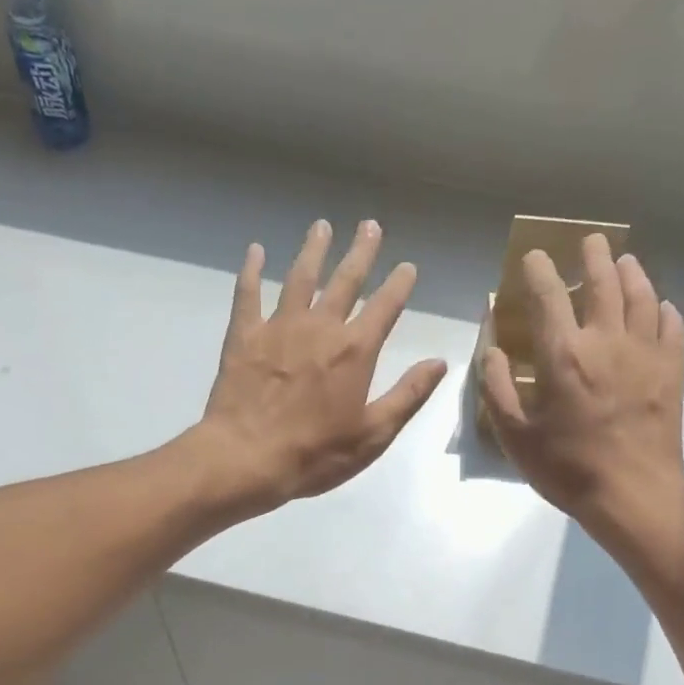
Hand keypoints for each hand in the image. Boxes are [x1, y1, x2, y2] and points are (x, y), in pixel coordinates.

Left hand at [196, 220, 447, 514]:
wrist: (246, 458)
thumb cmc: (315, 454)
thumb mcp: (373, 434)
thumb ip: (408, 395)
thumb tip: (439, 362)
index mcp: (355, 351)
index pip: (384, 307)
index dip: (398, 285)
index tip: (407, 266)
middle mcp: (320, 327)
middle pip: (345, 280)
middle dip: (360, 252)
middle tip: (369, 226)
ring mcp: (279, 327)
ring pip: (300, 277)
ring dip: (313, 250)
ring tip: (322, 226)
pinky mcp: (244, 335)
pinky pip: (248, 294)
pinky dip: (252, 271)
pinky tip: (256, 251)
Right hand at [480, 234, 683, 555]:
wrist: (633, 494)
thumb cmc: (567, 468)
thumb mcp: (515, 436)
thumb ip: (496, 389)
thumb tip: (492, 350)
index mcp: (564, 355)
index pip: (548, 296)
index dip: (539, 270)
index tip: (534, 257)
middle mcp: (607, 341)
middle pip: (603, 283)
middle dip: (594, 256)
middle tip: (590, 241)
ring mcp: (646, 353)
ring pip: (642, 297)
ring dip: (632, 273)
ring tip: (625, 261)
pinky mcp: (672, 370)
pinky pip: (672, 326)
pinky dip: (664, 309)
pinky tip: (659, 307)